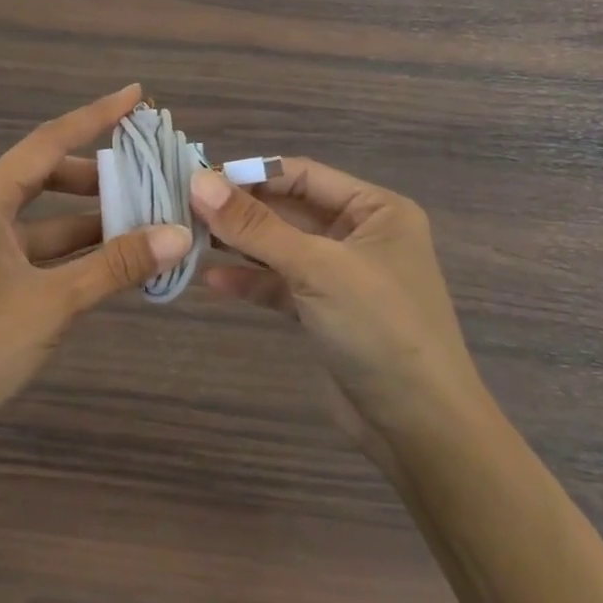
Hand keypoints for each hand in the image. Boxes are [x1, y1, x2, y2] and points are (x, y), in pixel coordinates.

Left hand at [0, 85, 191, 436]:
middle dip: (99, 176)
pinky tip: (106, 261)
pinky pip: (30, 246)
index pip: (50, 141)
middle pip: (46, 175)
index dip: (97, 116)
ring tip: (143, 220)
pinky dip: (67, 250)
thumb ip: (115, 266)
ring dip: (87, 219)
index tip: (136, 96)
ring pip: (41, 216)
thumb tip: (178, 234)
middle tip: (150, 173)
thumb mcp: (52, 304)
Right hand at [189, 160, 481, 444]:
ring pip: (280, 247)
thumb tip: (198, 182)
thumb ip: (255, 226)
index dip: (250, 174)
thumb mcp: (316, 268)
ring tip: (189, 239)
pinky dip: (250, 280)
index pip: (302, 175)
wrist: (419, 428)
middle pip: (288, 209)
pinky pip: (280, 285)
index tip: (196, 179)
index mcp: (376, 209)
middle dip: (239, 211)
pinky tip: (212, 280)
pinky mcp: (325, 312)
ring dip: (239, 244)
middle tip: (183, 209)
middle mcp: (360, 235)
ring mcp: (342, 275)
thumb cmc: (379, 328)